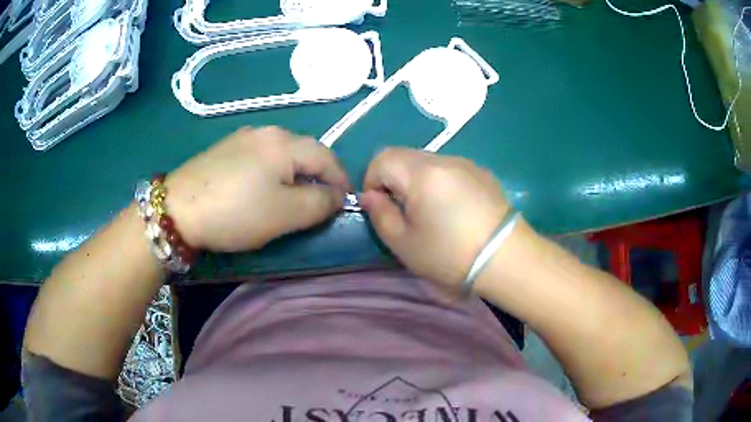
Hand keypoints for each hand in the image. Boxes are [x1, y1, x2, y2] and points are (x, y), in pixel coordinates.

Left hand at [164, 126, 349, 251]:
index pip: (327, 157)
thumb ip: (320, 203)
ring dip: (295, 174)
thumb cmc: (235, 212)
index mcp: (284, 142)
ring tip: (292, 198)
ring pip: (282, 154)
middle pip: (305, 151)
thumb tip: (336, 196)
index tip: (345, 203)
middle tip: (319, 204)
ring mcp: (243, 137)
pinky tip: (261, 189)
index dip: (341, 181)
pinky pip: (261, 157)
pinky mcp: (226, 148)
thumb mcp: (285, 214)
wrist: (176, 209)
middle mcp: (266, 131)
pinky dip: (272, 172)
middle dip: (318, 176)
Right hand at [360, 148, 514, 289]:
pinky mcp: (482, 173)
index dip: (371, 180)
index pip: (382, 158)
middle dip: (393, 180)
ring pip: (427, 162)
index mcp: (421, 173)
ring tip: (429, 212)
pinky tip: (453, 210)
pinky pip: (449, 169)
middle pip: (404, 156)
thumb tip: (370, 196)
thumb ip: (380, 214)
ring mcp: (466, 163)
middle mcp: (443, 159)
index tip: (380, 207)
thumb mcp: (404, 243)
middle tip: (402, 212)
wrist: (506, 259)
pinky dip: (439, 183)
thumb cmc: (450, 255)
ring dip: (416, 181)